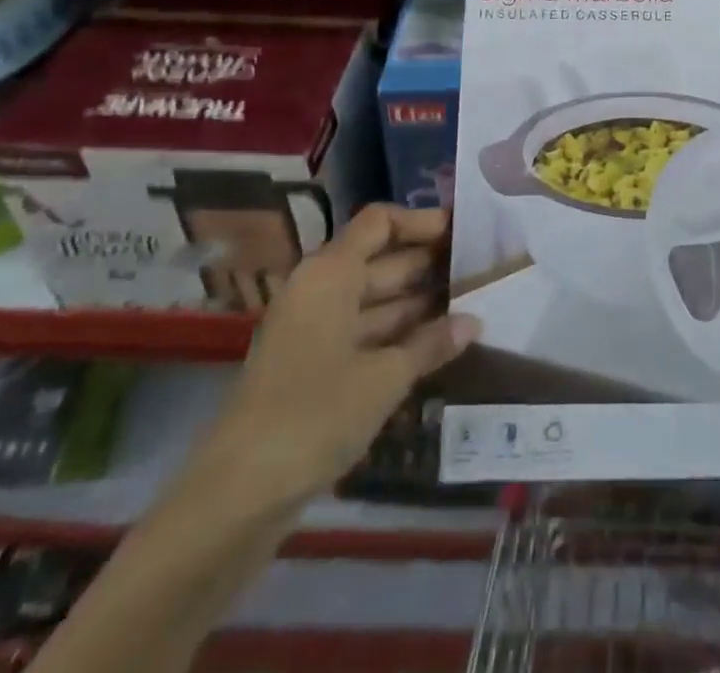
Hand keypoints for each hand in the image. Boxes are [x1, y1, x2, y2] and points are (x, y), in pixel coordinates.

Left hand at [191, 205, 479, 512]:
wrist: (237, 498)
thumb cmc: (314, 417)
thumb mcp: (383, 378)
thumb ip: (431, 344)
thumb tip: (474, 322)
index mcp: (330, 274)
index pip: (380, 223)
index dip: (422, 221)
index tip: (465, 230)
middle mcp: (321, 291)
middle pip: (382, 259)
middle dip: (430, 263)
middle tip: (482, 268)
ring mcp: (315, 329)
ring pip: (376, 299)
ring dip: (419, 301)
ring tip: (472, 301)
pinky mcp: (314, 366)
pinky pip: (365, 333)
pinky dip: (399, 334)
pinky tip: (438, 343)